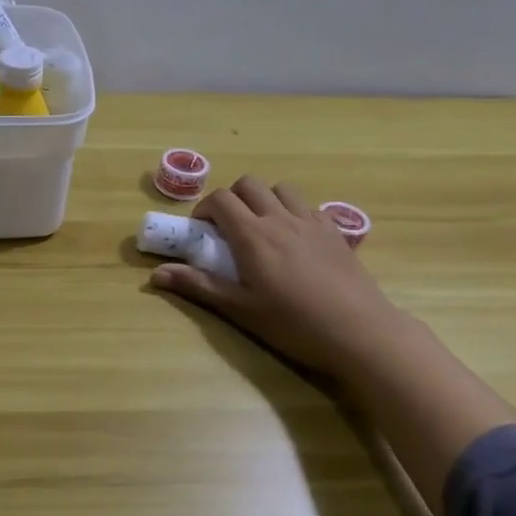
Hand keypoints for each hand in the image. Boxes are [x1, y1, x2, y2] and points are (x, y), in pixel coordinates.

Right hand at [150, 176, 407, 372]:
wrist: (359, 331)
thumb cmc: (293, 323)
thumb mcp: (240, 309)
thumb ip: (198, 286)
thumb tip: (155, 275)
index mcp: (253, 235)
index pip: (220, 199)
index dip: (205, 208)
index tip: (202, 230)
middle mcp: (280, 218)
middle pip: (249, 184)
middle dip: (232, 198)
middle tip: (229, 227)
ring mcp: (311, 221)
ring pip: (282, 188)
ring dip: (265, 199)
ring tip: (262, 227)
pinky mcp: (336, 231)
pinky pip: (309, 206)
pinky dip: (294, 212)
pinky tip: (296, 240)